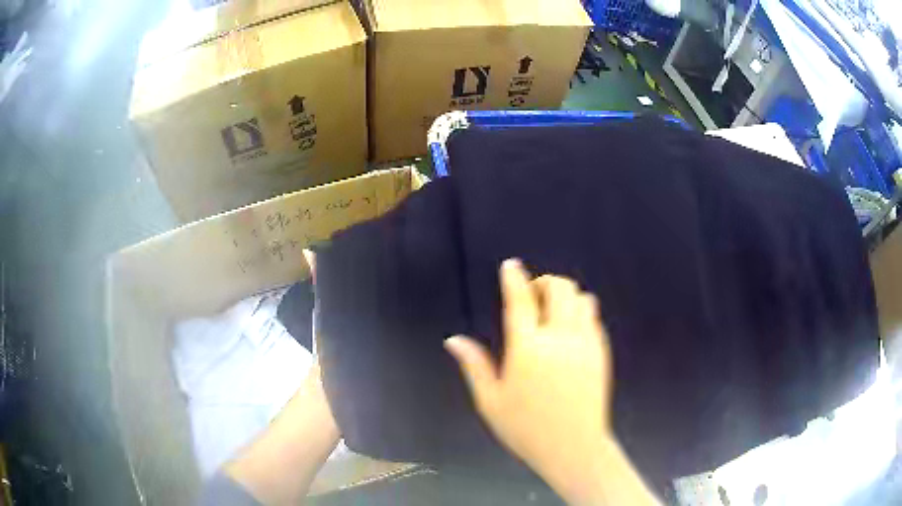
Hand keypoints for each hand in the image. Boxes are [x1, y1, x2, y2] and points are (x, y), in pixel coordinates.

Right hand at [445, 259, 658, 504]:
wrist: (574, 447)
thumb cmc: (526, 428)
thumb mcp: (491, 401)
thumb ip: (474, 366)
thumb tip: (453, 340)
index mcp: (528, 349)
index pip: (520, 301)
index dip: (514, 278)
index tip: (511, 265)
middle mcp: (560, 338)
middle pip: (559, 289)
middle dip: (544, 283)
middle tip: (532, 297)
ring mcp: (586, 343)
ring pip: (581, 298)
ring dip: (565, 296)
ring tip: (552, 312)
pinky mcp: (601, 351)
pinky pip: (594, 316)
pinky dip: (581, 311)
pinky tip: (570, 329)